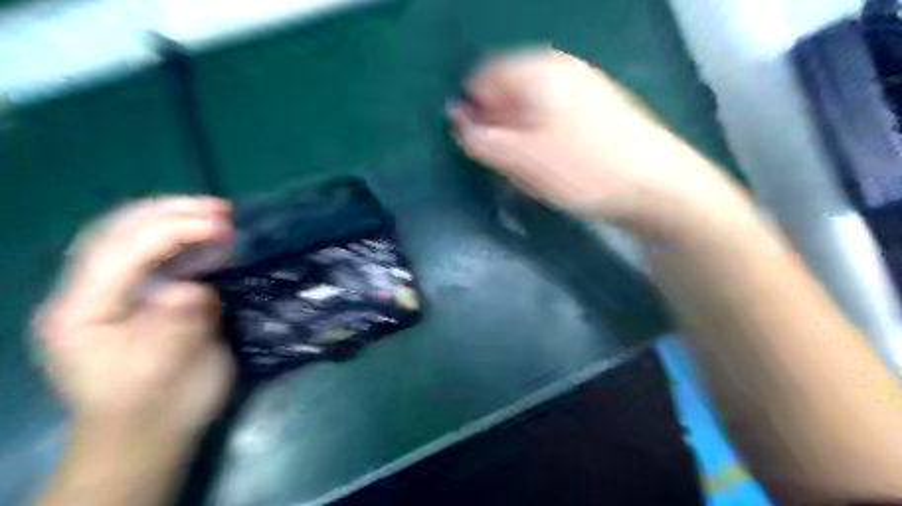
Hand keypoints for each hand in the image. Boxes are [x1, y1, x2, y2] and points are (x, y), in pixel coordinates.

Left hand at [33, 197, 234, 438]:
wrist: (149, 432)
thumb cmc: (155, 404)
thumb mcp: (164, 371)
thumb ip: (176, 325)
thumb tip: (195, 289)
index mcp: (81, 312)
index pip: (121, 252)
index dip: (171, 230)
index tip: (222, 225)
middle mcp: (87, 293)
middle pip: (117, 232)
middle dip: (169, 212)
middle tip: (221, 207)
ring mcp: (111, 292)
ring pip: (131, 236)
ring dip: (175, 218)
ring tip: (217, 212)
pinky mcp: (137, 296)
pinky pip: (153, 254)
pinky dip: (181, 238)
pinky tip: (207, 235)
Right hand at [447, 46, 743, 236]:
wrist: (657, 186)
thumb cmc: (582, 170)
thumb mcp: (519, 159)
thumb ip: (479, 139)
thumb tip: (456, 121)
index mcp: (537, 69)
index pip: (482, 79)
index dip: (475, 115)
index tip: (485, 151)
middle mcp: (560, 69)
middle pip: (508, 96)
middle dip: (501, 132)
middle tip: (512, 168)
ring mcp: (583, 89)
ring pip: (531, 114)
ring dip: (522, 144)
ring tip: (537, 174)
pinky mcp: (598, 112)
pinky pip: (555, 124)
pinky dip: (545, 145)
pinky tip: (559, 170)